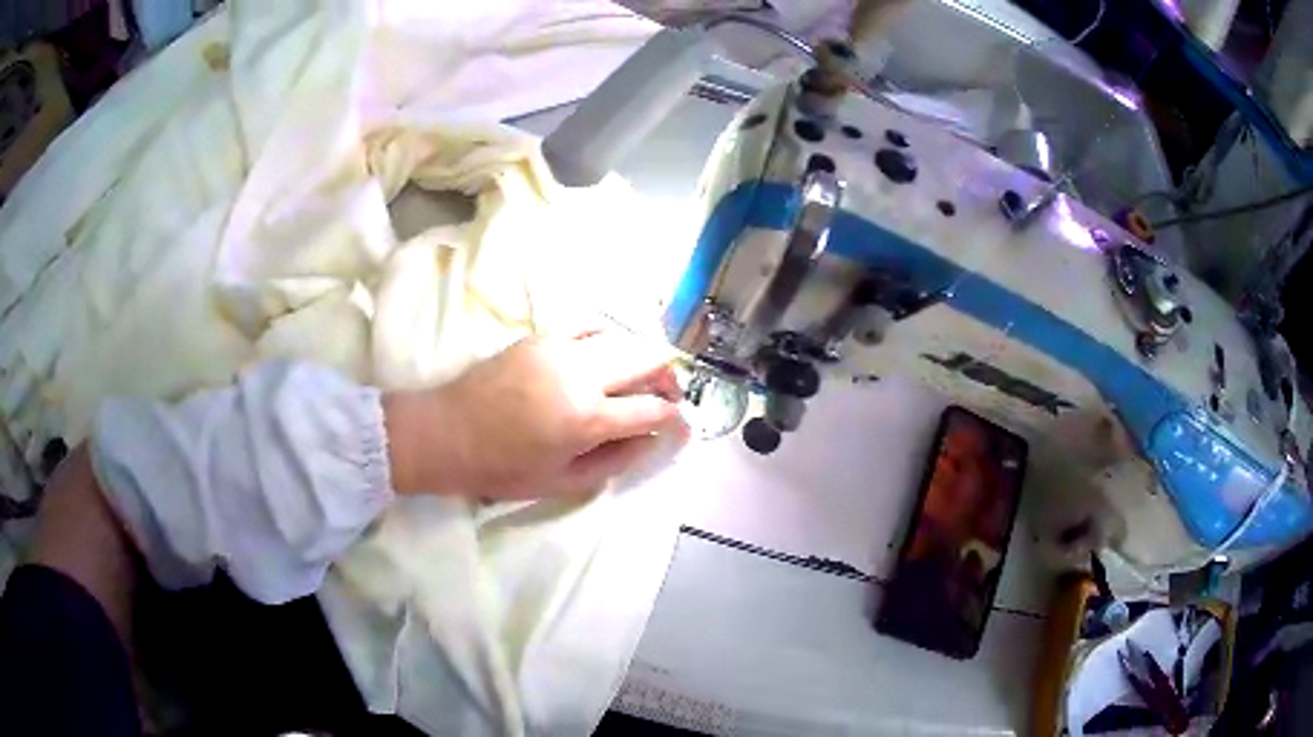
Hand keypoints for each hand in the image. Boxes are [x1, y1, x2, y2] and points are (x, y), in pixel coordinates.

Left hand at [384, 330, 687, 498]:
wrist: (447, 434)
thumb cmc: (503, 468)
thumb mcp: (564, 482)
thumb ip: (616, 460)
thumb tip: (652, 439)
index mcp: (587, 418)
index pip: (653, 410)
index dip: (675, 419)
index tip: (682, 425)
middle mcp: (581, 374)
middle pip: (648, 359)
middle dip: (668, 378)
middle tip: (667, 396)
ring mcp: (560, 348)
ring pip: (624, 337)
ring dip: (643, 356)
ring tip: (641, 376)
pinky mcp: (542, 336)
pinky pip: (589, 325)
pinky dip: (608, 337)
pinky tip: (606, 354)